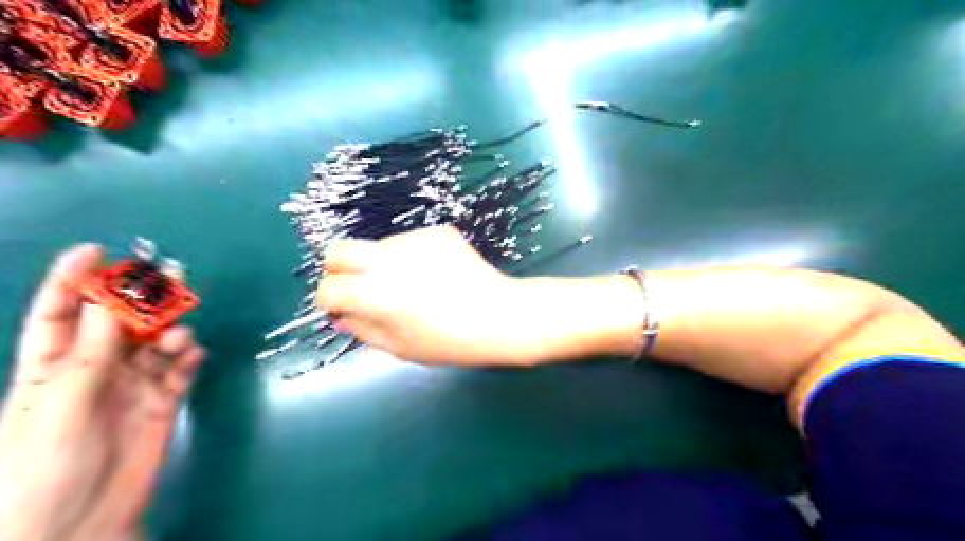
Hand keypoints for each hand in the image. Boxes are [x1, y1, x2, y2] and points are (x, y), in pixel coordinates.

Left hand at [0, 247, 204, 539]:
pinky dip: (189, 359)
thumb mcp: (59, 408)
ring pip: (156, 343)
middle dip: (141, 299)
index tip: (97, 251)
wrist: (77, 527)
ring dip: (170, 331)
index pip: (61, 314)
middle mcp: (95, 370)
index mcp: (51, 368)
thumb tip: (113, 302)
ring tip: (179, 335)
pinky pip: (180, 371)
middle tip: (169, 278)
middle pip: (120, 323)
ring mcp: (131, 386)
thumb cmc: (43, 471)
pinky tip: (193, 354)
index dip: (74, 281)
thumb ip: (90, 356)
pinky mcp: (162, 402)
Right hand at [319, 224, 638, 368]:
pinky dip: (412, 257)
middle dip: (339, 269)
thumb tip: (338, 313)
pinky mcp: (437, 231)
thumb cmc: (450, 342)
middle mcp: (389, 260)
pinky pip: (410, 242)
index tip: (343, 307)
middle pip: (338, 250)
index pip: (328, 288)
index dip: (331, 300)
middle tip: (360, 286)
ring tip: (416, 286)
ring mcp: (415, 240)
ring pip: (379, 247)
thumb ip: (361, 328)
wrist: (501, 316)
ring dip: (382, 264)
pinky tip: (437, 274)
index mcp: (377, 295)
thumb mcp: (399, 347)